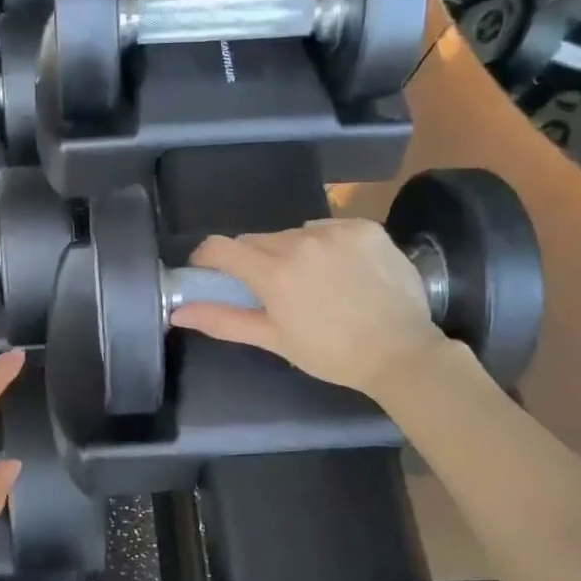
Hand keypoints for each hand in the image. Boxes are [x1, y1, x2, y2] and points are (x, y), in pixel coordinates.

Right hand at [169, 218, 446, 398]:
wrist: (402, 352)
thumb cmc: (332, 353)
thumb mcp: (275, 340)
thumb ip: (224, 320)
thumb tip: (178, 312)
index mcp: (274, 272)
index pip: (220, 247)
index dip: (207, 258)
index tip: (210, 273)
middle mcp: (301, 241)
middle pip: (256, 240)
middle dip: (254, 261)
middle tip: (270, 290)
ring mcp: (336, 230)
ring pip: (293, 233)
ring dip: (291, 251)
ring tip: (314, 281)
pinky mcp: (365, 227)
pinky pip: (328, 228)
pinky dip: (326, 244)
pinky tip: (343, 271)